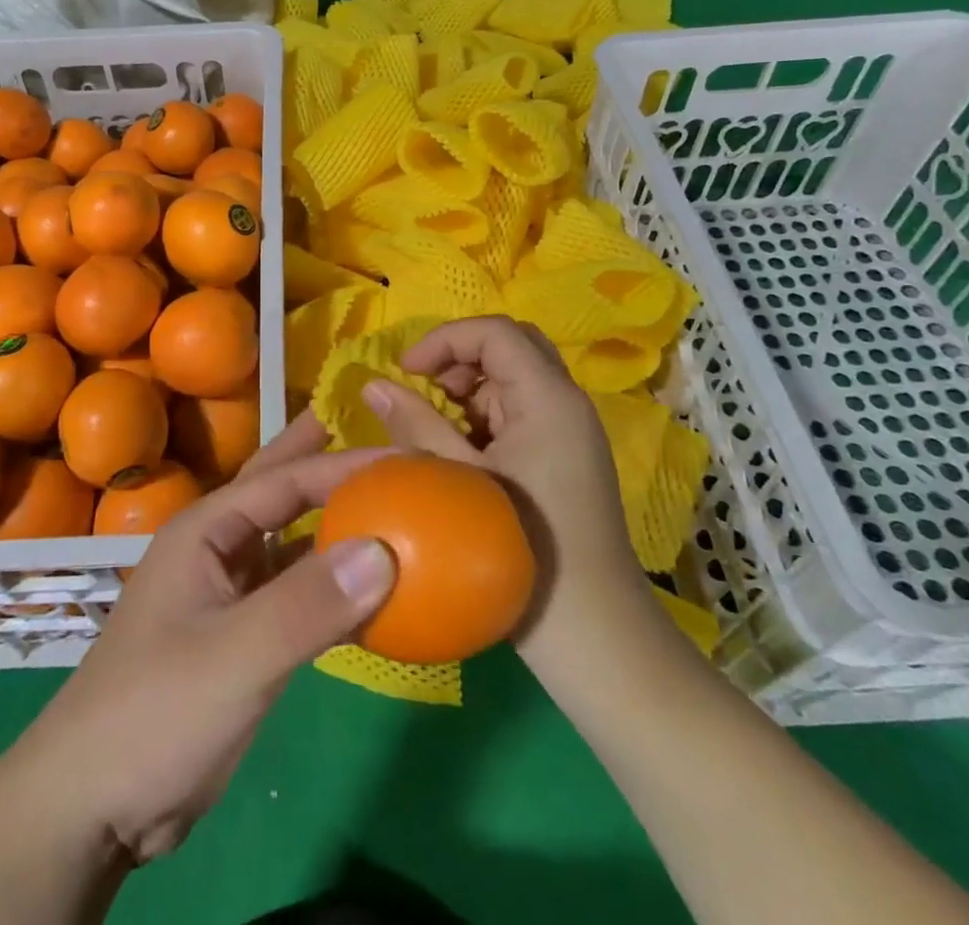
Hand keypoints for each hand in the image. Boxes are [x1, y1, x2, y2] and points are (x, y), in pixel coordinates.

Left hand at [10, 411, 394, 864]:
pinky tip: (368, 589)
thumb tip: (384, 548)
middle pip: (280, 490)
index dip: (344, 463)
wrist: (93, 806)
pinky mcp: (241, 637)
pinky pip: (296, 594)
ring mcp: (228, 593)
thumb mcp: (235, 656)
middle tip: (376, 434)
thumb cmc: (155, 712)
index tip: (406, 456)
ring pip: (291, 542)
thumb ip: (307, 603)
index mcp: (207, 529)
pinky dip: (332, 585)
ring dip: (334, 523)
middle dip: (323, 459)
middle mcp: (218, 548)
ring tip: (383, 501)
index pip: (286, 479)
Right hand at [364, 316, 674, 686]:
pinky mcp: (565, 456)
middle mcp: (566, 403)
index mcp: (549, 399)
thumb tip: (373, 385)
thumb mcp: (459, 481)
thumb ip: (415, 425)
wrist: (595, 636)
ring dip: (471, 386)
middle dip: (461, 356)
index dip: (445, 339)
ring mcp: (570, 431)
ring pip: (515, 378)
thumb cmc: (524, 550)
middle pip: (512, 345)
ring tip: (435, 422)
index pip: (496, 332)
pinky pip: (521, 411)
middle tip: (425, 386)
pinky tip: (459, 450)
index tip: (407, 369)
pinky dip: (485, 414)